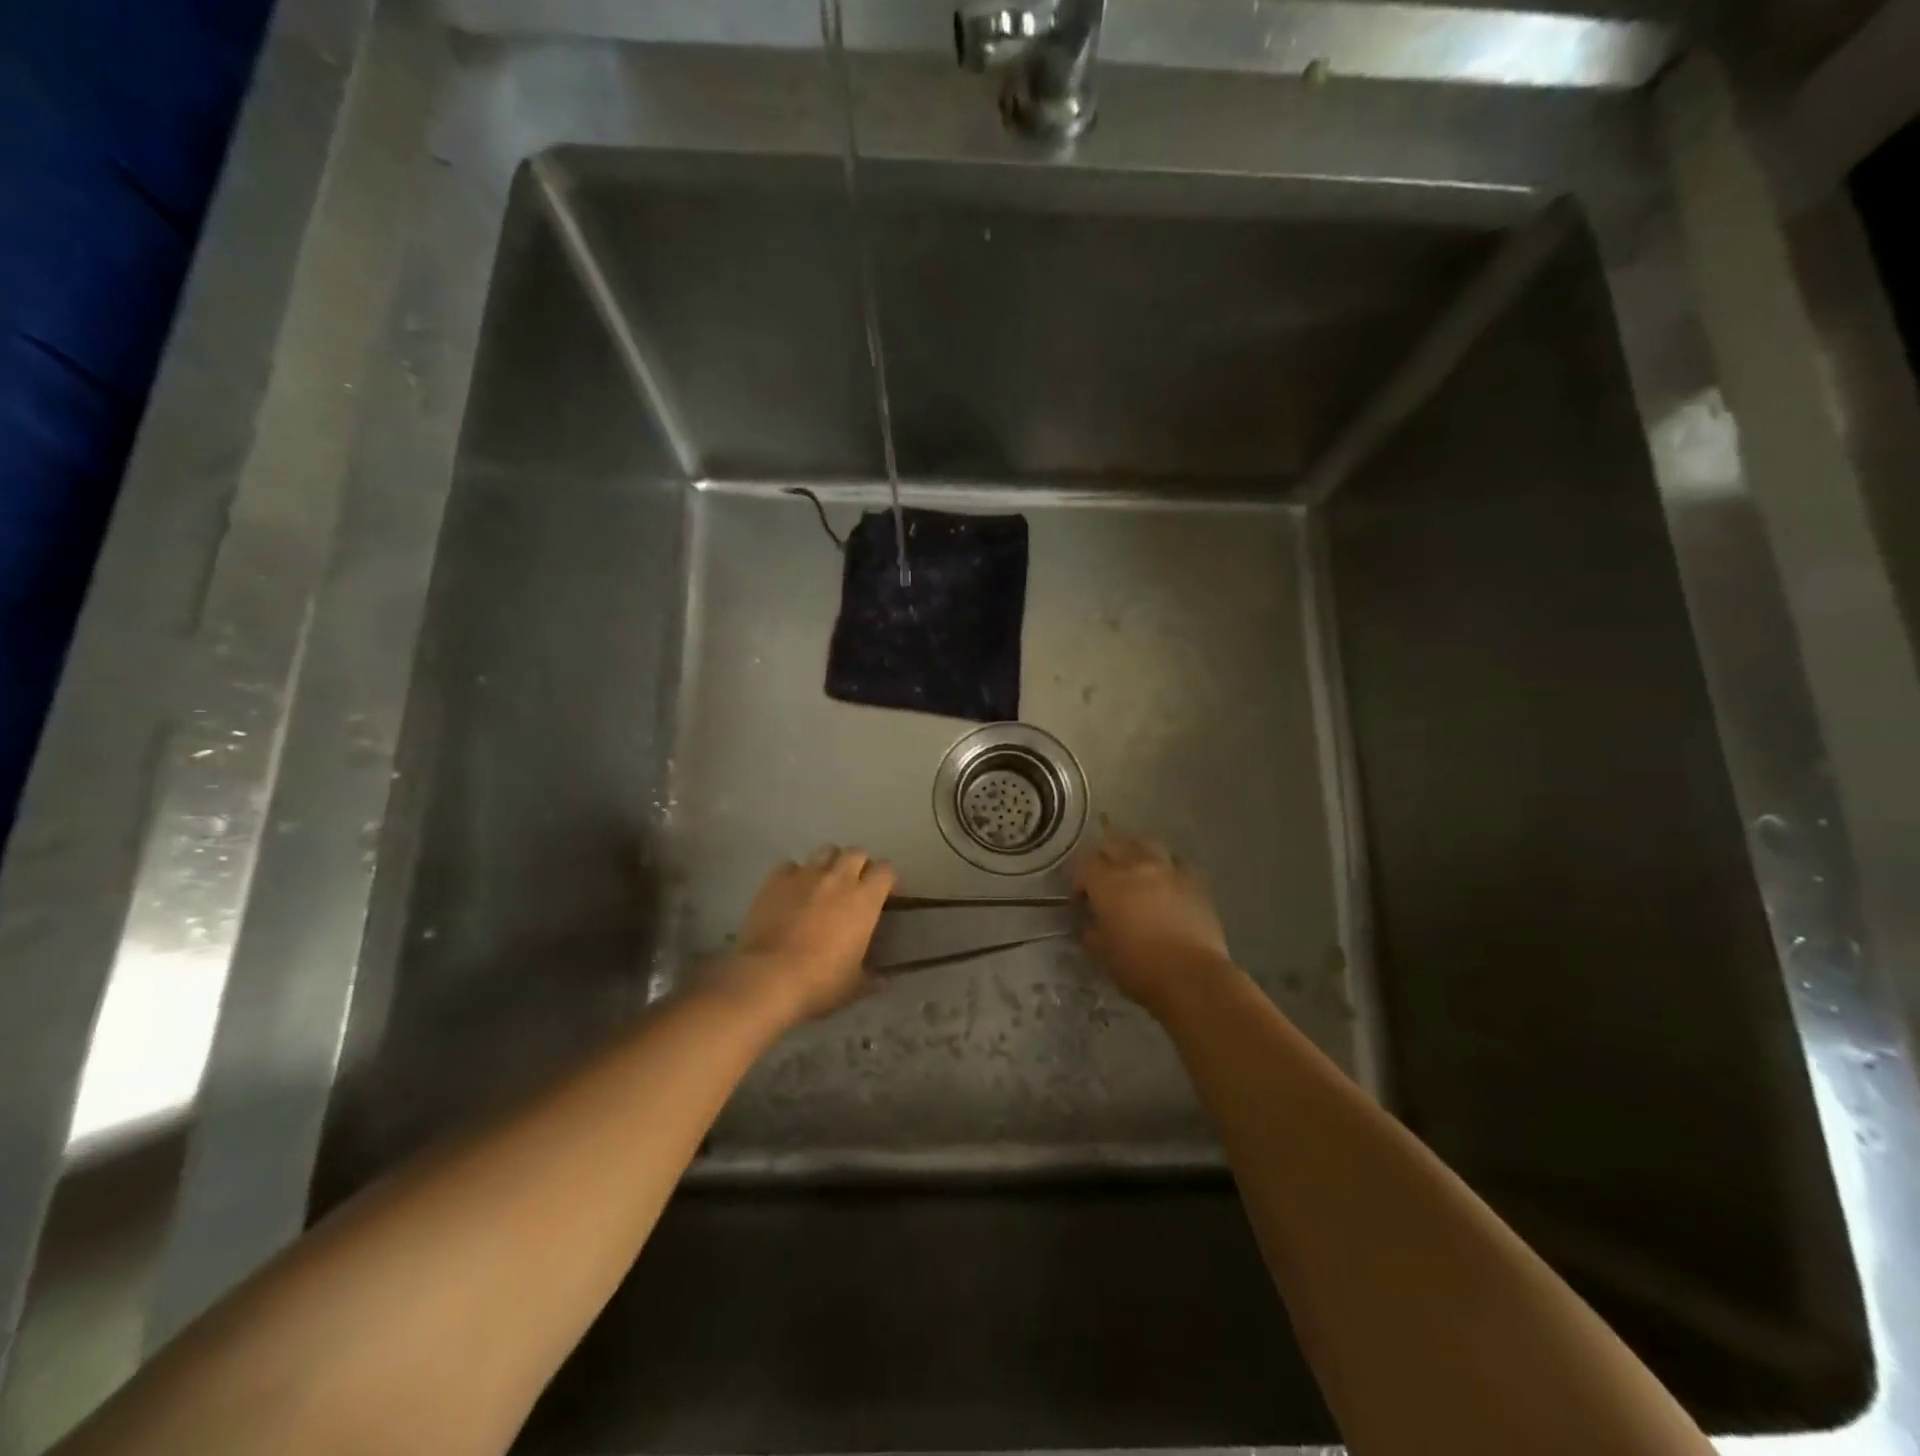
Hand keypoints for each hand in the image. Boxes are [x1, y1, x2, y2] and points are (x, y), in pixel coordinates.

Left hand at [711, 847, 895, 1026]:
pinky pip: (790, 865)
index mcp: (865, 899)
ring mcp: (805, 875)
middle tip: (855, 886)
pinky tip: (791, 892)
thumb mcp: (854, 985)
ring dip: (830, 863)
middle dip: (859, 865)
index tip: (887, 896)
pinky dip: (795, 874)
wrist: (768, 978)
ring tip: (824, 883)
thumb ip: (873, 978)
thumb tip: (885, 981)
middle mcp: (838, 878)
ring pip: (825, 851)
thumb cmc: (820, 983)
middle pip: (856, 852)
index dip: (888, 880)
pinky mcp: (776, 879)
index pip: (886, 870)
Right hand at [1072, 823, 1231, 1012]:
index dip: (1078, 879)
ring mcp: (1168, 870)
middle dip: (1105, 857)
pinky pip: (1178, 863)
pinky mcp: (1195, 881)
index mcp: (1107, 883)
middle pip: (1115, 843)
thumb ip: (1091, 932)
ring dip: (1137, 852)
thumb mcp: (1101, 953)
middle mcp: (1136, 866)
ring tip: (1136, 869)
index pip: (1084, 863)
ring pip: (1147, 844)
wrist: (1191, 976)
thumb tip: (1089, 926)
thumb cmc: (1139, 966)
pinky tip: (1168, 881)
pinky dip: (1168, 867)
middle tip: (1105, 877)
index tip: (1080, 899)